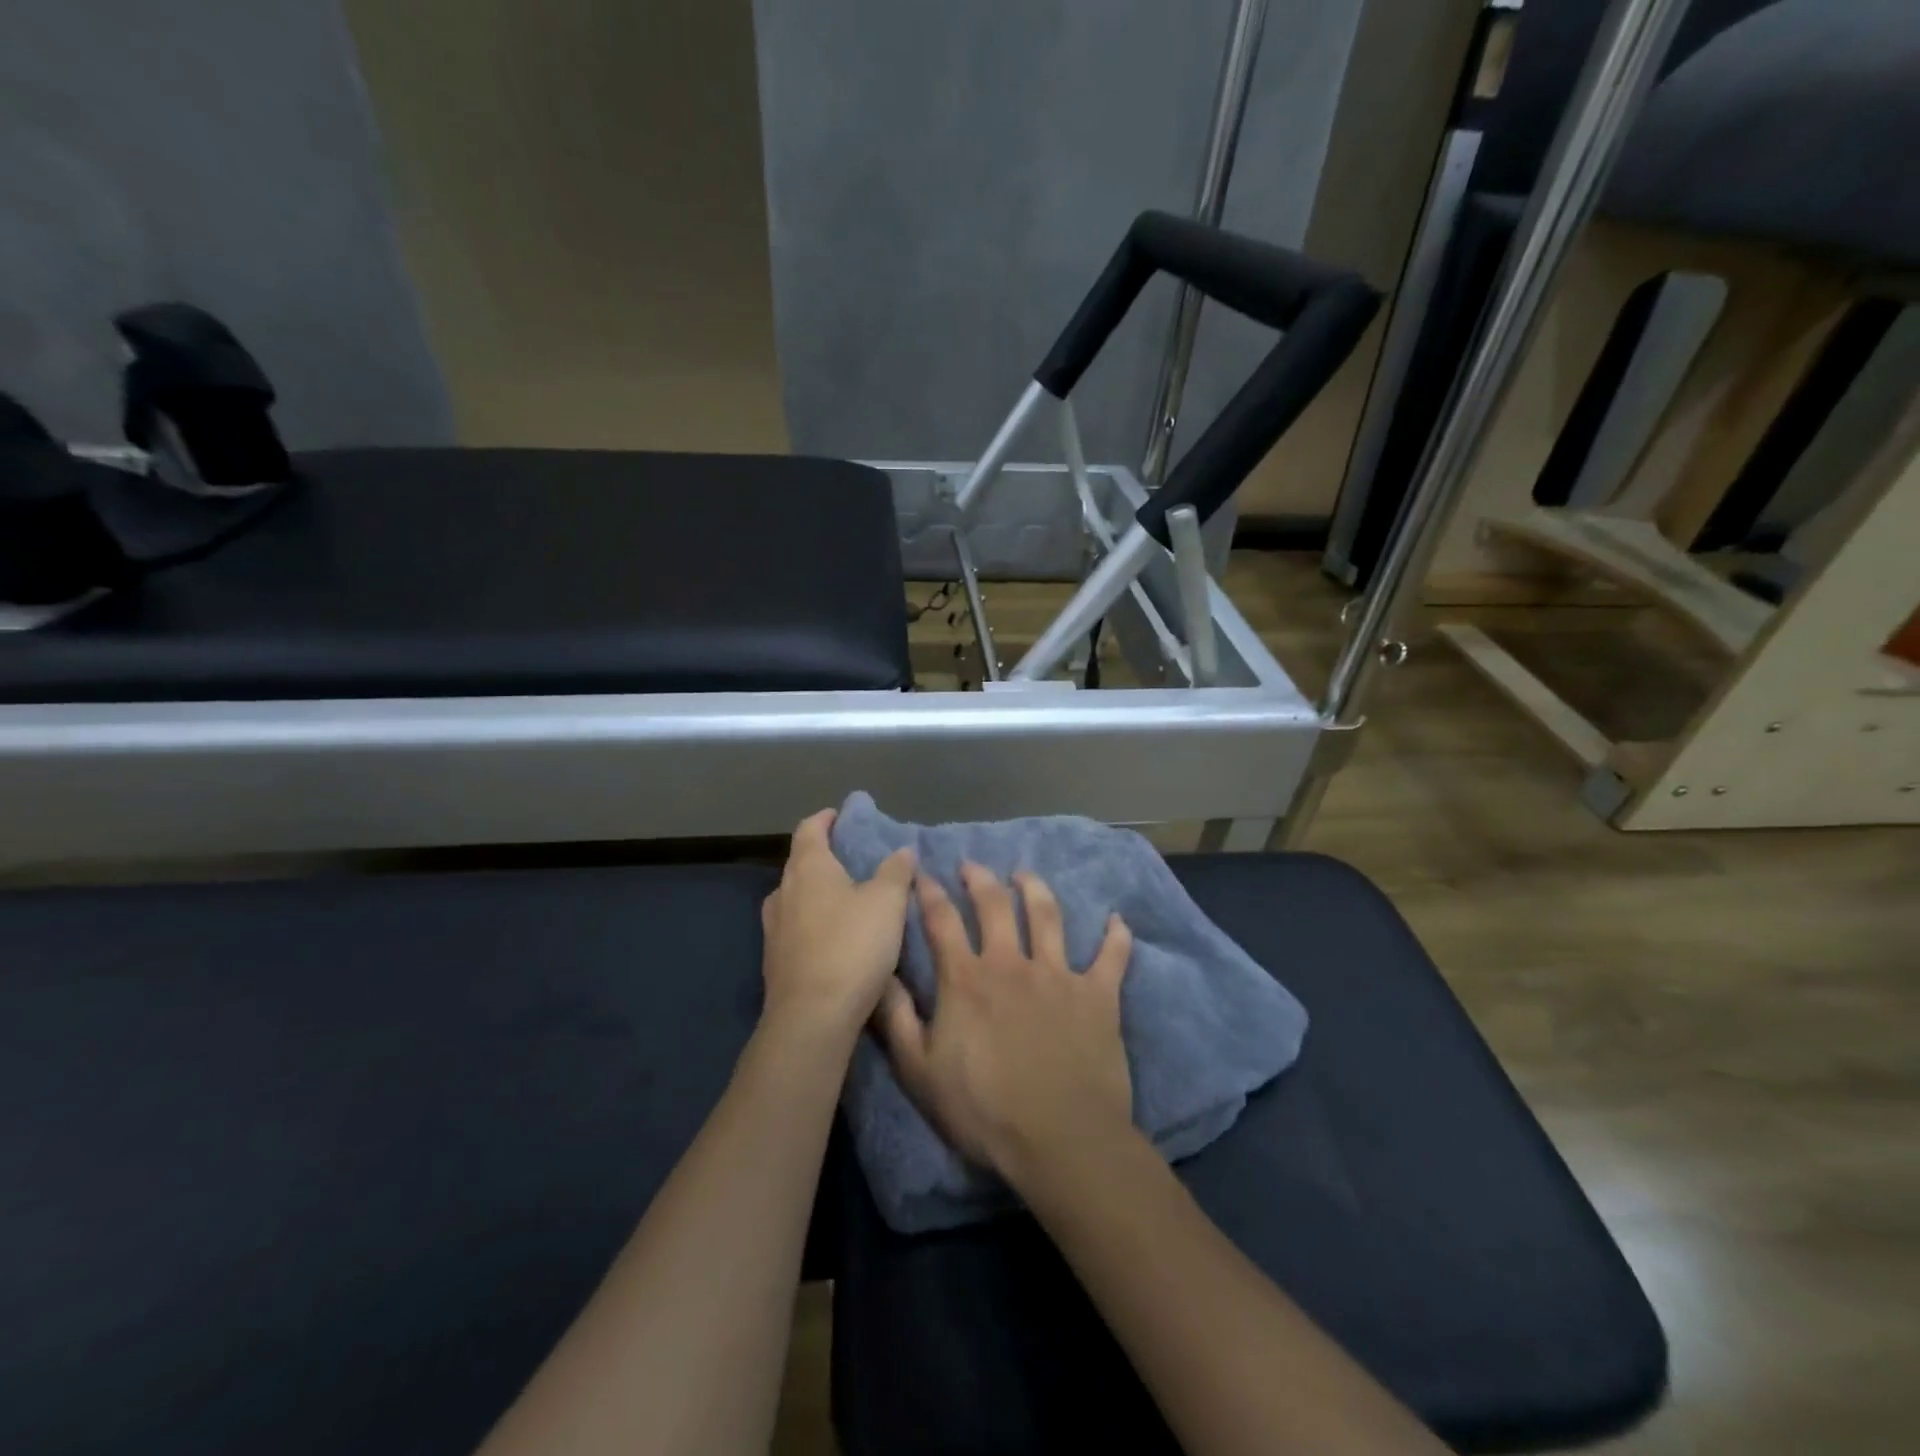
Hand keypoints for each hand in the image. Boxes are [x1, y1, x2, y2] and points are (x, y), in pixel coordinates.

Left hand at [760, 809, 916, 1043]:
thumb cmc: (852, 946)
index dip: (825, 819)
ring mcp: (774, 929)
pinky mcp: (775, 962)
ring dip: (818, 893)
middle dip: (825, 857)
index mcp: (808, 868)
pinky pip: (796, 928)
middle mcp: (783, 892)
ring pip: (797, 898)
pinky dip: (815, 922)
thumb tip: (902, 849)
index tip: (840, 815)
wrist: (812, 1018)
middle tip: (854, 860)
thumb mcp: (888, 903)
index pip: (810, 829)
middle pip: (801, 863)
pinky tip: (836, 938)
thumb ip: (896, 871)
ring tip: (847, 899)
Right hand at [875, 863, 1134, 1188]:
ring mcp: (1058, 975)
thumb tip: (880, 973)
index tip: (924, 874)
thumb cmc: (983, 1110)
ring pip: (1047, 916)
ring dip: (1036, 889)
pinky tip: (1116, 920)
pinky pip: (1111, 956)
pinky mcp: (1098, 994)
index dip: (930, 893)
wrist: (1059, 1138)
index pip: (942, 921)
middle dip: (980, 880)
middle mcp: (1011, 963)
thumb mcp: (919, 1072)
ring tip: (1026, 875)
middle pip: (995, 906)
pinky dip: (1115, 936)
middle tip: (973, 866)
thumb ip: (896, 1019)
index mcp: (967, 980)